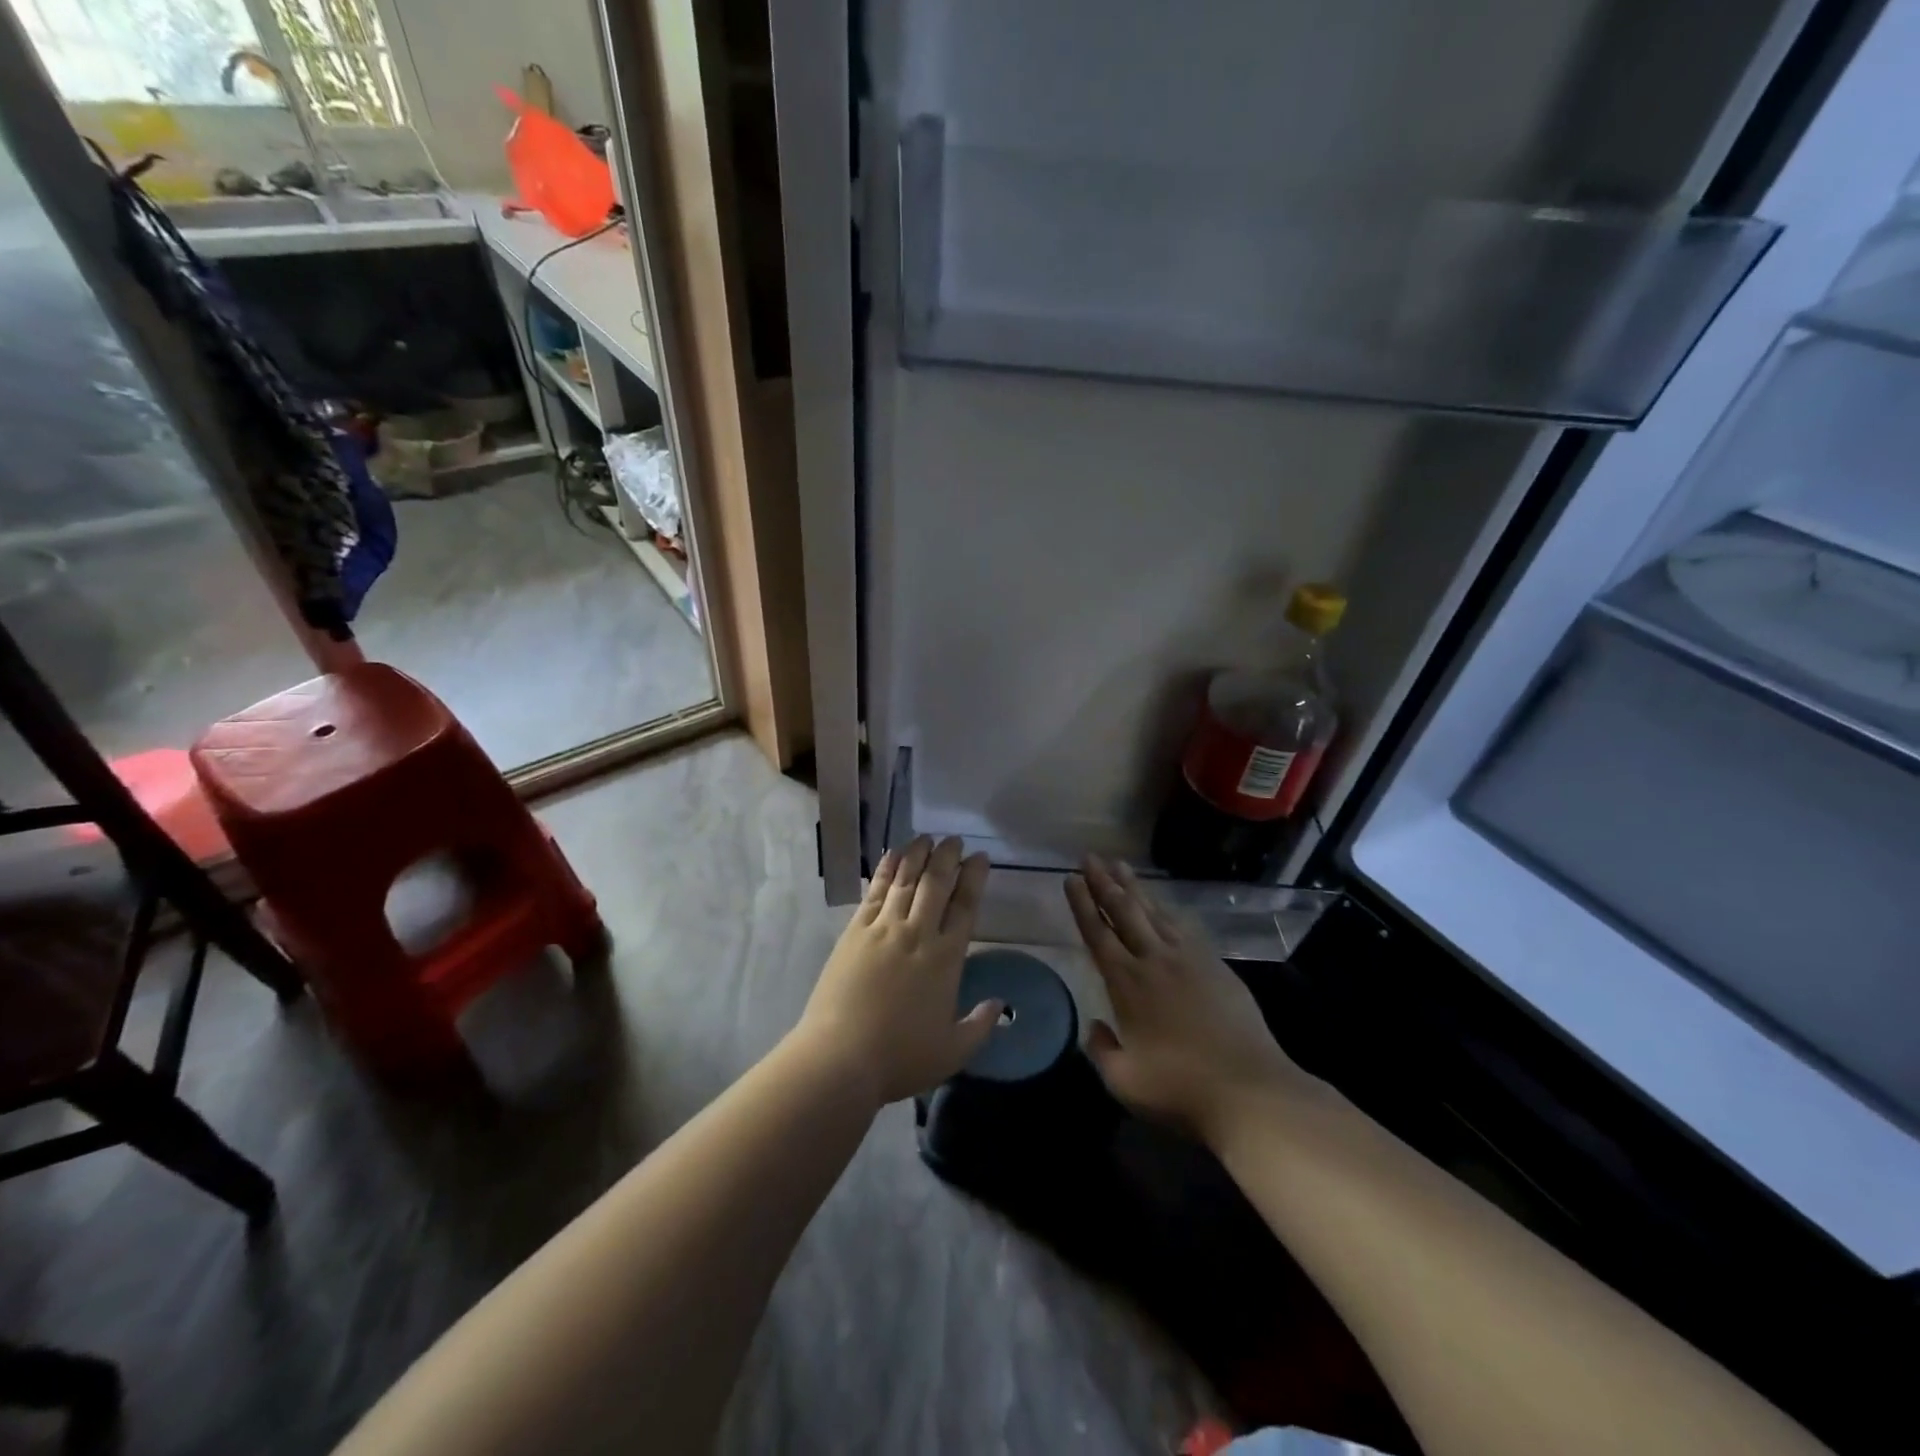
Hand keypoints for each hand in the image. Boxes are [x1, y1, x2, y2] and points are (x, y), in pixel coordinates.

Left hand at [795, 836, 1000, 1107]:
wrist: (840, 1058)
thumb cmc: (900, 1057)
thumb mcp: (952, 1052)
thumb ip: (980, 1025)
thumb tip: (1000, 1004)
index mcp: (946, 958)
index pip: (965, 906)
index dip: (974, 879)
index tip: (980, 858)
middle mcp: (917, 934)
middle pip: (936, 884)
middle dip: (948, 857)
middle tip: (955, 840)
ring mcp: (883, 929)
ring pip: (906, 881)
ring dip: (918, 855)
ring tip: (927, 837)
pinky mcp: (855, 932)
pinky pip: (875, 893)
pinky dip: (886, 870)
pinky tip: (892, 856)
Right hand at [1065, 855, 1311, 1145]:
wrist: (1250, 1091)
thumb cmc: (1180, 1089)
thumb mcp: (1124, 1081)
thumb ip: (1102, 1050)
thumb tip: (1095, 1028)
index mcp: (1127, 983)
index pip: (1098, 933)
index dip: (1082, 904)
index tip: (1070, 879)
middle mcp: (1155, 961)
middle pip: (1124, 911)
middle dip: (1103, 882)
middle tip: (1089, 857)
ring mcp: (1189, 959)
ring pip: (1155, 912)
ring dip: (1134, 887)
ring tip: (1120, 865)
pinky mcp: (1217, 966)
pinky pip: (1183, 927)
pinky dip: (1166, 910)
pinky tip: (1162, 905)